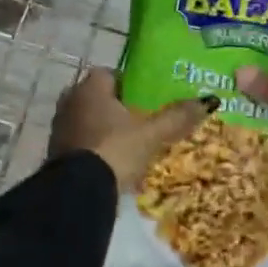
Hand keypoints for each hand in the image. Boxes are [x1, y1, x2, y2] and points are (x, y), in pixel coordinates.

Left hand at [49, 69, 211, 190]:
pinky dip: (97, 149)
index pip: (109, 73)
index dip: (129, 82)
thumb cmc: (115, 150)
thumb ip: (177, 116)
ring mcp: (60, 128)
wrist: (79, 192)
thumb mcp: (151, 134)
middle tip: (142, 120)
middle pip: (98, 98)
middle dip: (118, 108)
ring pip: (89, 121)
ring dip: (107, 129)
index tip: (147, 96)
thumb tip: (210, 99)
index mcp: (89, 88)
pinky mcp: (56, 153)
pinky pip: (82, 143)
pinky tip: (115, 163)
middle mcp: (70, 102)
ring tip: (132, 144)